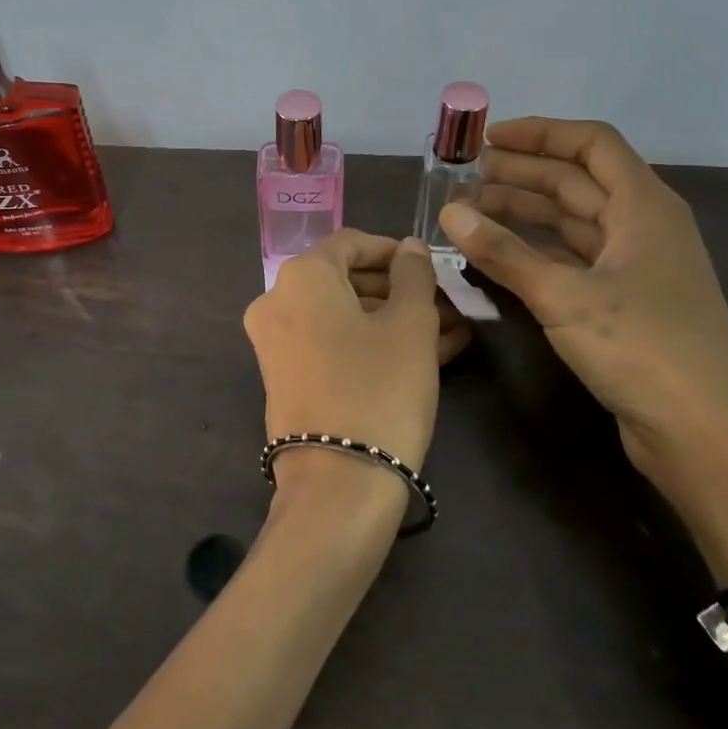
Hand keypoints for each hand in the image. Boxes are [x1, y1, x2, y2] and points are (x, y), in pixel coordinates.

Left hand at [243, 232, 443, 508]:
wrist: (337, 484)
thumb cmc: (379, 388)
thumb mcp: (410, 325)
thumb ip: (413, 275)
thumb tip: (409, 247)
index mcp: (301, 276)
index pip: (351, 243)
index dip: (394, 250)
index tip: (432, 267)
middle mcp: (277, 302)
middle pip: (346, 280)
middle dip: (400, 291)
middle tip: (447, 305)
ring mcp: (277, 343)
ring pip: (344, 317)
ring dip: (394, 320)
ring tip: (450, 334)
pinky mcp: (286, 379)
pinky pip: (332, 345)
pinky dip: (372, 344)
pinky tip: (427, 356)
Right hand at [437, 119, 727, 501]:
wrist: (706, 436)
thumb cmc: (644, 350)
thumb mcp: (565, 297)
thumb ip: (503, 253)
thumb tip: (448, 213)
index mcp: (644, 207)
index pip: (591, 145)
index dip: (540, 134)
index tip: (486, 139)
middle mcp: (642, 227)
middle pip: (577, 182)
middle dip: (520, 174)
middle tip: (463, 178)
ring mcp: (634, 267)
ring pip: (571, 222)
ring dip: (523, 213)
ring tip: (469, 213)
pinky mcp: (624, 303)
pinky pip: (571, 259)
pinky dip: (534, 252)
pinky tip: (497, 256)